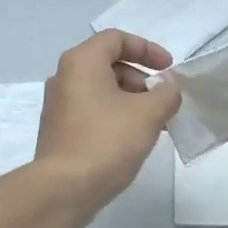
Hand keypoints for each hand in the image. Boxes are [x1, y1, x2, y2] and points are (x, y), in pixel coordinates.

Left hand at [35, 30, 180, 220]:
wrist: (64, 188)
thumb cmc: (107, 141)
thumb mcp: (149, 114)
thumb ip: (167, 93)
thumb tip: (168, 87)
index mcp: (82, 62)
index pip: (116, 39)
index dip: (147, 49)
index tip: (169, 69)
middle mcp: (64, 77)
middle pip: (108, 64)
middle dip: (141, 78)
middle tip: (163, 100)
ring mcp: (58, 105)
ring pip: (101, 90)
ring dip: (131, 100)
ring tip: (155, 123)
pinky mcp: (59, 130)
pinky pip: (92, 111)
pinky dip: (115, 116)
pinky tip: (133, 139)